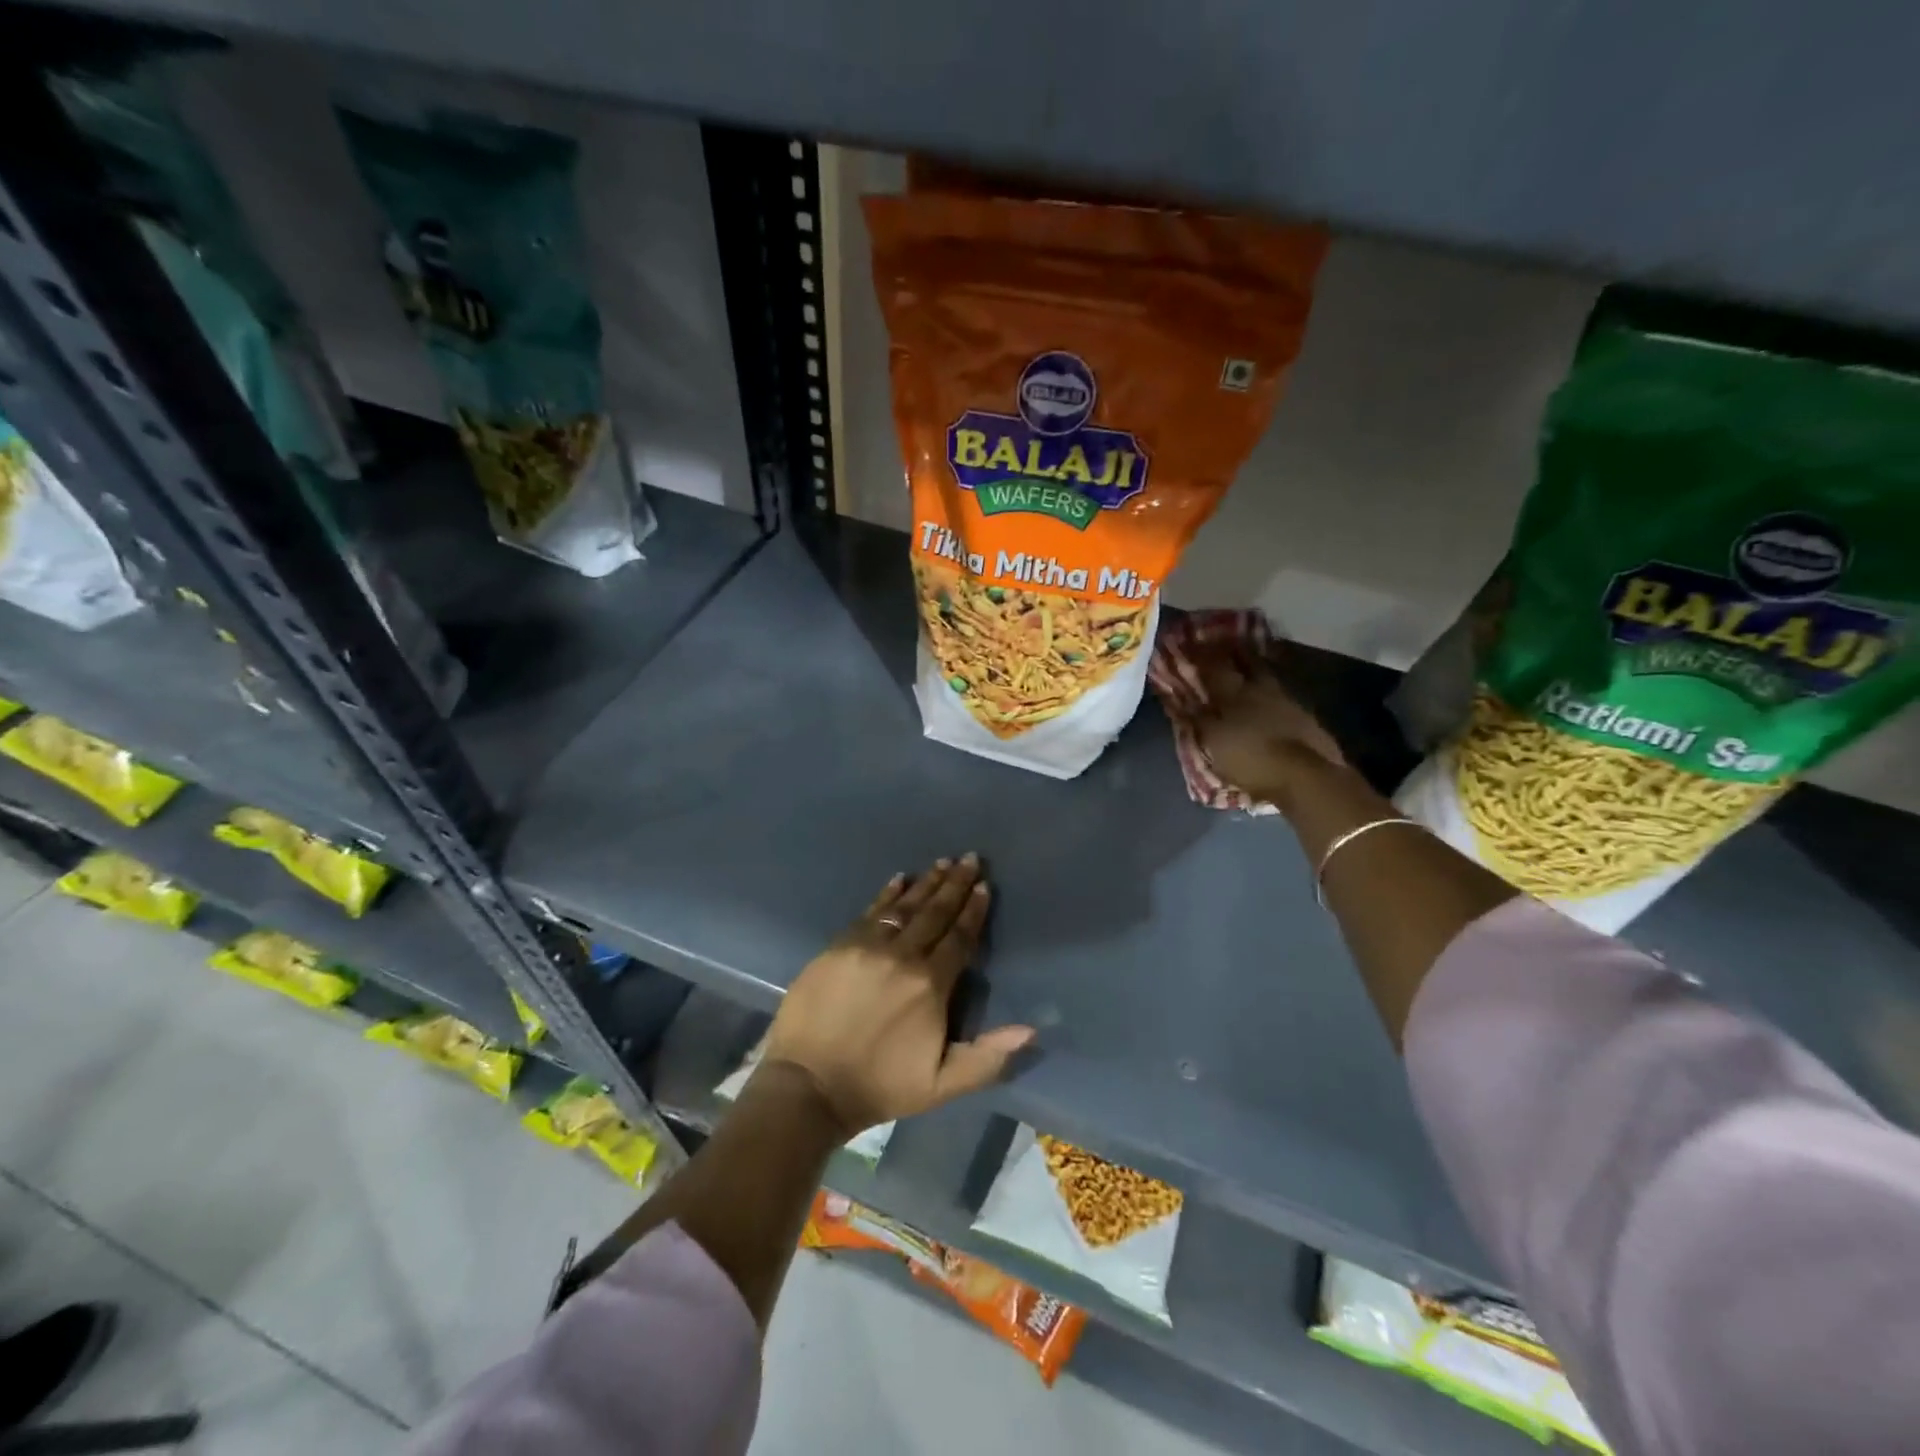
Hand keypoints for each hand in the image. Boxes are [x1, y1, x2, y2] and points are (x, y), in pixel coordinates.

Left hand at [763, 856, 1034, 1136]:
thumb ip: (987, 1057)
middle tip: (969, 858)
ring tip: (942, 862)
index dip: (974, 911)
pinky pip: (870, 911)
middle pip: (935, 913)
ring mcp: (868, 946)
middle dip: (955, 884)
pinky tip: (899, 878)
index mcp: (930, 985)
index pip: (959, 938)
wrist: (809, 1085)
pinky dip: (887, 894)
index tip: (984, 885)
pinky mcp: (839, 946)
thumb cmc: (880, 1086)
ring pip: (905, 906)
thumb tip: (1030, 1030)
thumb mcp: (941, 1084)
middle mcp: (903, 956)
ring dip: (926, 882)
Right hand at [1193, 645, 1345, 805]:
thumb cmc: (1250, 759)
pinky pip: (1284, 695)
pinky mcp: (1306, 716)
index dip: (1202, 654)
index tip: (1193, 641)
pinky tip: (1272, 698)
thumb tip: (1182, 700)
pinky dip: (1274, 692)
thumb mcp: (1213, 742)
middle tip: (1225, 642)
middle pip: (1247, 663)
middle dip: (1235, 652)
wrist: (1305, 776)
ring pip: (1268, 676)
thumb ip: (1199, 718)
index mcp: (1234, 694)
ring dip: (1257, 667)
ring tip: (1249, 665)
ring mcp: (1287, 701)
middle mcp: (1260, 690)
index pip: (1214, 668)